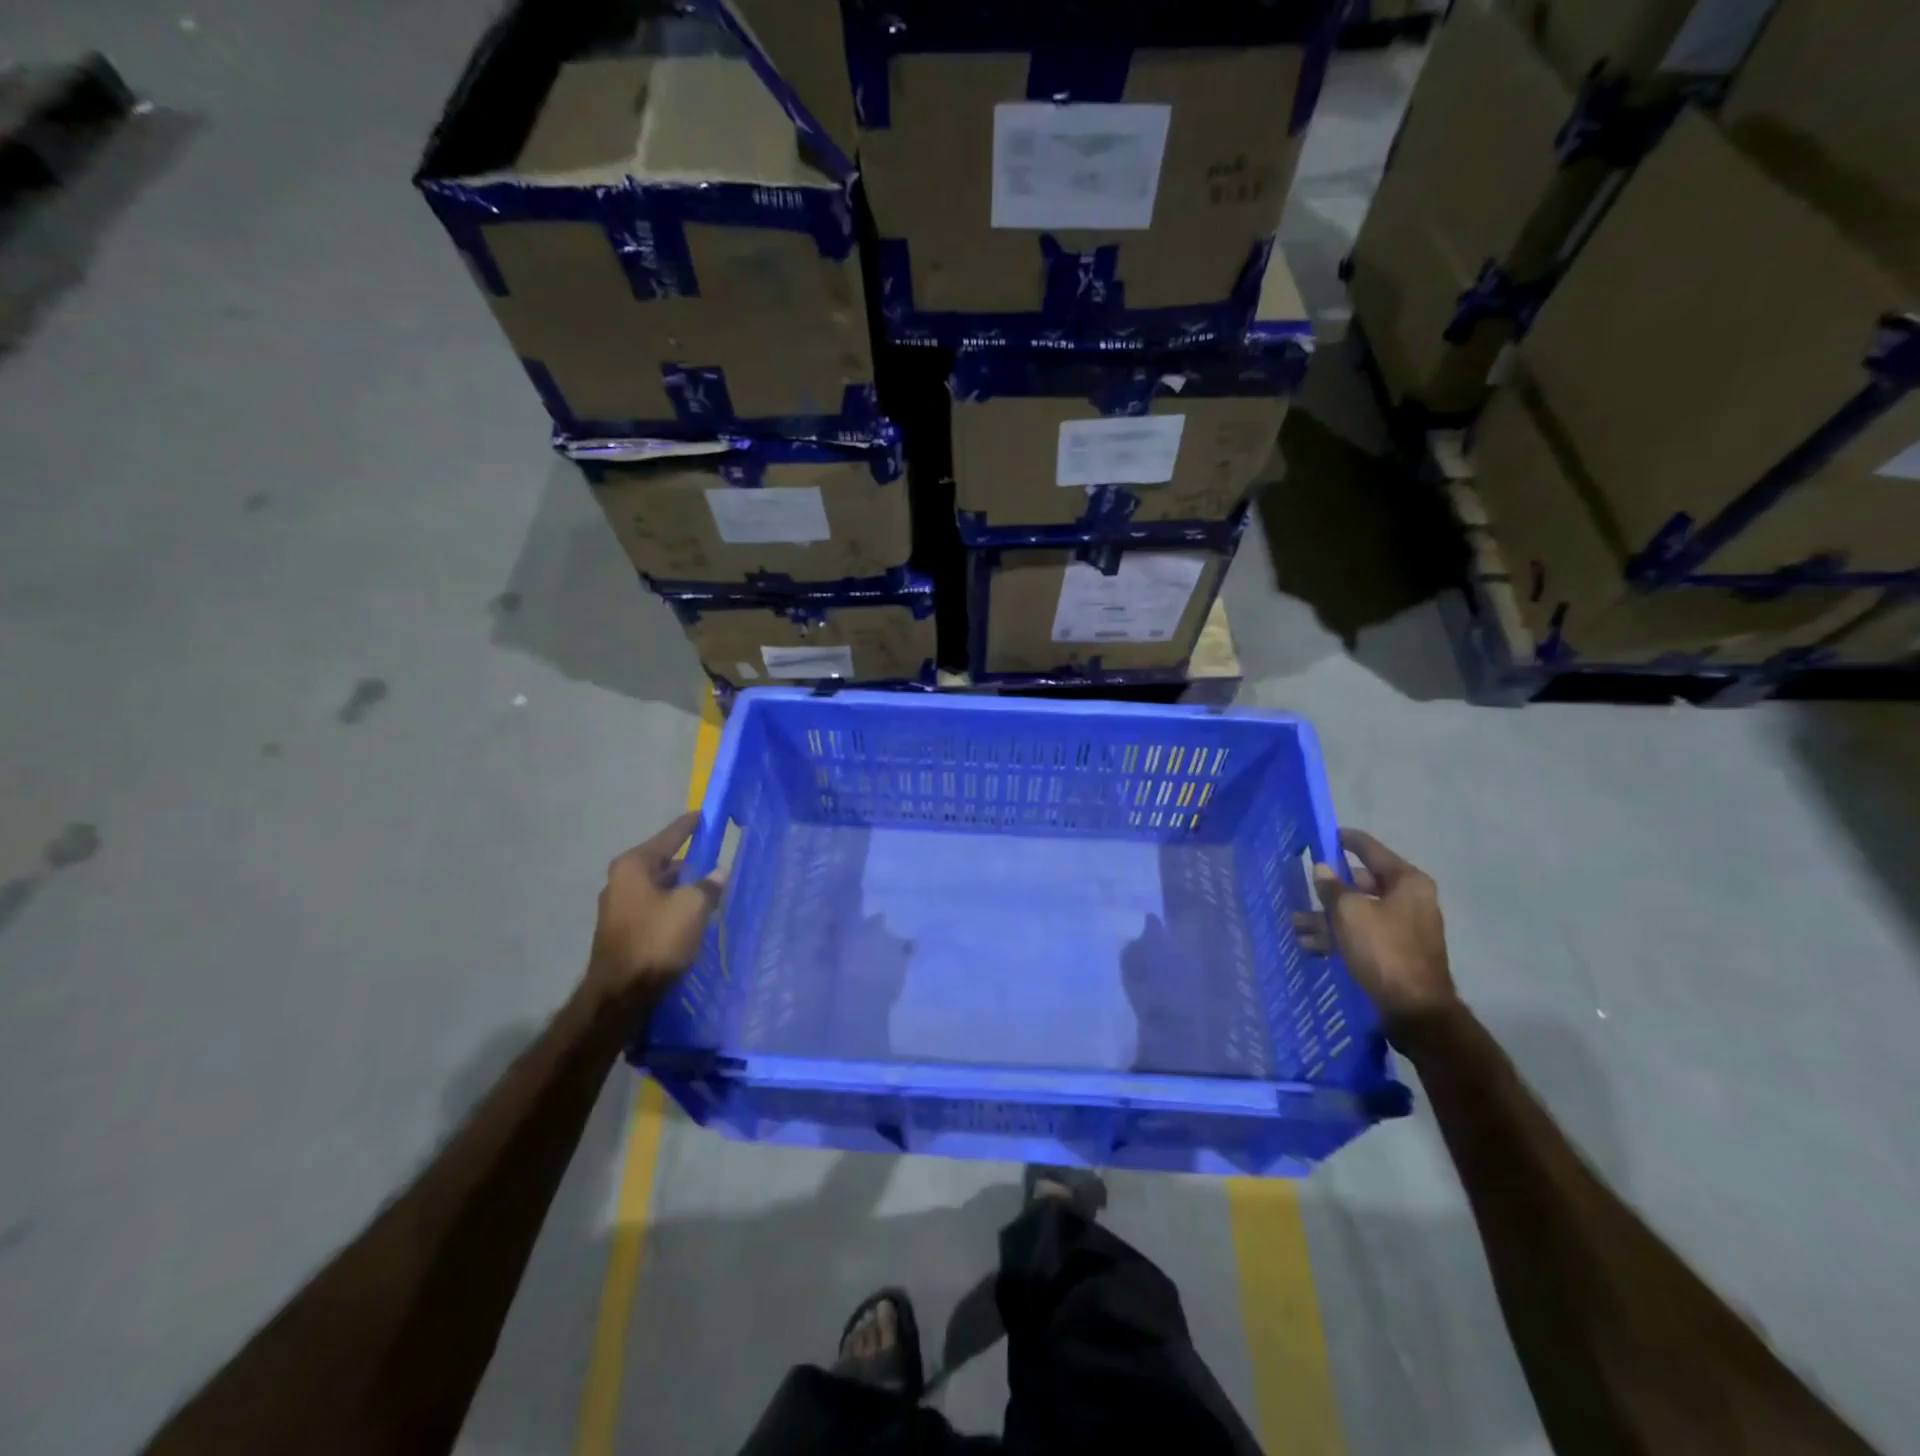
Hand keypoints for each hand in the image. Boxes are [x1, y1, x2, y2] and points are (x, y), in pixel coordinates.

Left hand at [586, 812, 724, 1006]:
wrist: (621, 994)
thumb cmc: (656, 939)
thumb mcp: (692, 907)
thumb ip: (708, 884)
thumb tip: (718, 873)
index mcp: (634, 865)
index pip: (670, 836)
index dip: (691, 825)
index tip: (707, 815)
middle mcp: (621, 880)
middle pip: (664, 862)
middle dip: (691, 863)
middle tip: (718, 862)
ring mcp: (618, 906)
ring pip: (660, 887)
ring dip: (683, 888)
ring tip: (711, 892)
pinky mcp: (622, 930)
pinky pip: (654, 907)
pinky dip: (673, 907)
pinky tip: (692, 917)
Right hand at [1295, 828, 1455, 1026]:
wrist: (1414, 1009)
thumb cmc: (1383, 950)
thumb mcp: (1349, 913)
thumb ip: (1332, 887)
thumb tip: (1321, 869)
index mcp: (1406, 882)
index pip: (1370, 849)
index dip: (1345, 840)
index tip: (1322, 834)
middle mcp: (1409, 899)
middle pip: (1361, 882)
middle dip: (1328, 888)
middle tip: (1301, 886)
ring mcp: (1403, 927)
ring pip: (1357, 912)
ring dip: (1326, 917)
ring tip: (1295, 925)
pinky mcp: (1394, 951)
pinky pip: (1361, 934)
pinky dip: (1338, 936)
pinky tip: (1310, 945)